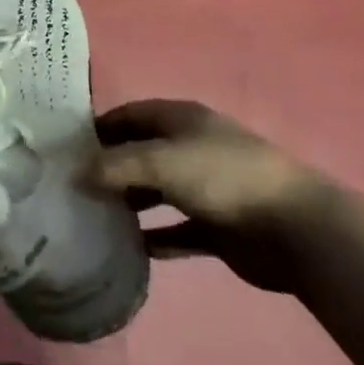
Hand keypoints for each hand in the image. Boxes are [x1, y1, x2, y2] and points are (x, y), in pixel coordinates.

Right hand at [88, 99, 340, 293]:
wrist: (297, 229)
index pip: (129, 115)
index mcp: (180, 119)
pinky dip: (157, 237)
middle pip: (141, 153)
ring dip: (130, 202)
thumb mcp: (160, 162)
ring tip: (95, 217)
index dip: (99, 128)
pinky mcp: (219, 227)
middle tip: (74, 187)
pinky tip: (132, 250)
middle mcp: (191, 147)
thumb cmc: (223, 178)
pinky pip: (178, 230)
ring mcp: (207, 187)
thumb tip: (74, 174)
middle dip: (110, 167)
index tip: (66, 148)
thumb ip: (114, 167)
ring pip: (157, 191)